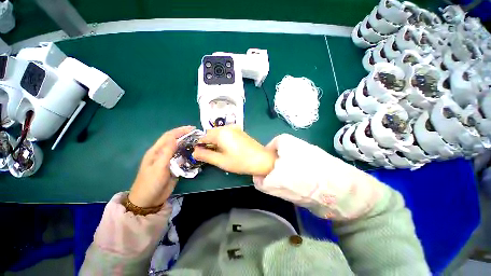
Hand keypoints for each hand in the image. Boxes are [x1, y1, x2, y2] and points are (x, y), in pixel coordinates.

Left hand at [128, 126, 194, 207]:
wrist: (149, 200)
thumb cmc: (151, 183)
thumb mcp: (158, 167)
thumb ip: (167, 153)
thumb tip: (175, 139)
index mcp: (156, 151)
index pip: (169, 136)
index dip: (180, 130)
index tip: (192, 128)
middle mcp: (163, 153)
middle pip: (174, 140)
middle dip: (185, 135)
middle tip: (198, 134)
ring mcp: (168, 160)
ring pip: (179, 148)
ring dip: (188, 144)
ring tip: (198, 141)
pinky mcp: (173, 166)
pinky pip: (182, 157)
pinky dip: (188, 153)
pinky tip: (195, 153)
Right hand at [192, 126, 276, 175]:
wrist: (262, 159)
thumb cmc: (240, 161)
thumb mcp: (221, 161)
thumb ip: (205, 155)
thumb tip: (194, 152)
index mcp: (221, 133)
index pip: (203, 136)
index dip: (200, 146)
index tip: (200, 155)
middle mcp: (227, 127)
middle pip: (211, 133)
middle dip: (208, 143)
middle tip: (211, 155)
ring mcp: (235, 128)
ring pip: (219, 133)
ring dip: (216, 142)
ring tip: (220, 153)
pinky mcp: (240, 131)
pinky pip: (226, 134)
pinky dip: (223, 140)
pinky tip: (228, 149)